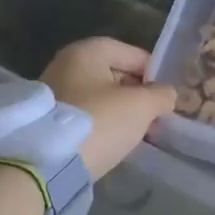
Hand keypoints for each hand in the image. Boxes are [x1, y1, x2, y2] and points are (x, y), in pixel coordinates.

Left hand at [42, 37, 177, 180]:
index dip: (153, 72)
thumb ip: (161, 95)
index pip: (131, 53)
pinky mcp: (48, 120)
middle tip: (155, 116)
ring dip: (120, 112)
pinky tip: (114, 140)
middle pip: (113, 74)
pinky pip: (85, 115)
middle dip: (136, 94)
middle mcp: (65, 65)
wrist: (49, 162)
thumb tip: (166, 94)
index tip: (167, 94)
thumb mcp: (141, 106)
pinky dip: (101, 124)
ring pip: (99, 97)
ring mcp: (53, 93)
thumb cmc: (99, 122)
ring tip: (138, 132)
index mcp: (86, 52)